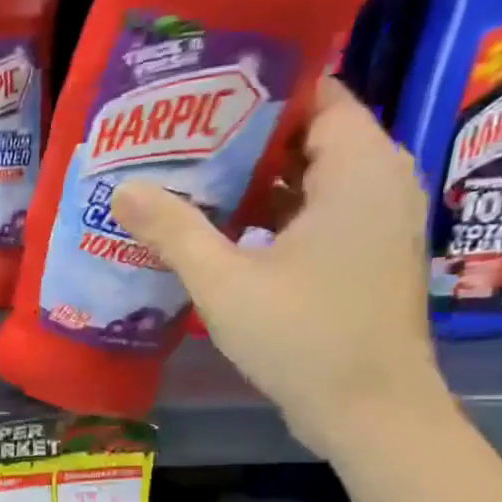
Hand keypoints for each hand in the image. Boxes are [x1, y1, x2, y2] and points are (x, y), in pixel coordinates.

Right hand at [110, 78, 454, 458]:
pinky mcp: (362, 256)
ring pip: (308, 178)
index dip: (258, 88)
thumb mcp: (225, 282)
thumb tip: (123, 188)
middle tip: (176, 137)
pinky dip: (269, 213)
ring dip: (251, 178)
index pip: (317, 95)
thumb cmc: (304, 337)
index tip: (199, 93)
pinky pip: (313, 213)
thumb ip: (174, 230)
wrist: (370, 412)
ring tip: (184, 176)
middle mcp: (378, 182)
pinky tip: (215, 228)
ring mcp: (373, 222)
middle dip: (243, 135)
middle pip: (308, 135)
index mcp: (358, 170)